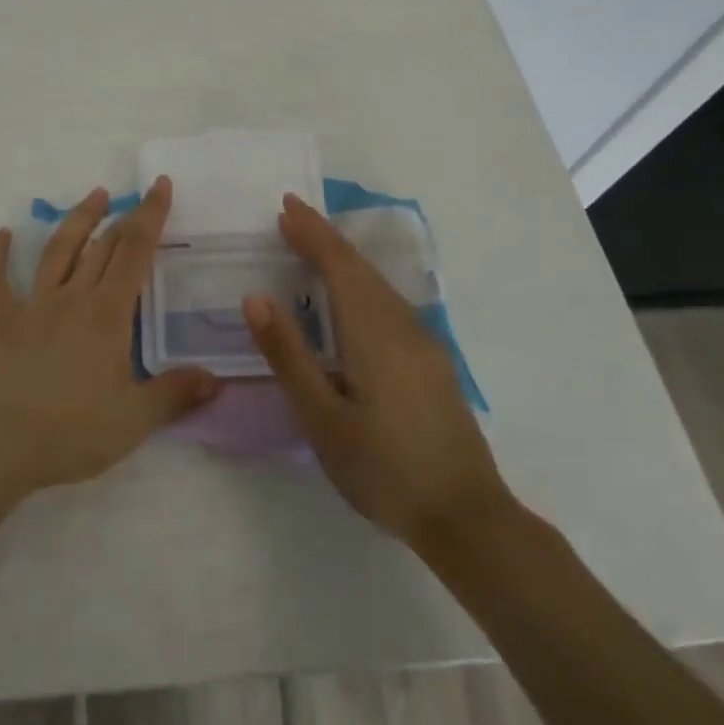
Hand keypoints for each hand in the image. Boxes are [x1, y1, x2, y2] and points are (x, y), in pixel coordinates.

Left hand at [0, 177, 221, 500]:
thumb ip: (176, 394)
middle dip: (124, 217)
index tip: (161, 185)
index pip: (136, 251)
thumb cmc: (72, 432)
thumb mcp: (135, 420)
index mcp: (108, 314)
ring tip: (94, 196)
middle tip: (138, 199)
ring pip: (57, 250)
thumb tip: (216, 378)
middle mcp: (72, 297)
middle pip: (102, 245)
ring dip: (77, 220)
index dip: (151, 215)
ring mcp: (32, 305)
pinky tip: (2, 235)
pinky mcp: (0, 322)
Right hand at [242, 194, 512, 549]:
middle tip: (291, 217)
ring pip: (378, 284)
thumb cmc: (384, 469)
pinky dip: (361, 283)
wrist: (468, 519)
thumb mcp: (322, 418)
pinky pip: (389, 303)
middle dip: (325, 238)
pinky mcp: (432, 362)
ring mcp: (423, 343)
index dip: (312, 233)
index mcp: (373, 332)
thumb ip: (288, 355)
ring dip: (344, 260)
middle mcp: (402, 325)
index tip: (286, 206)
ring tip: (312, 247)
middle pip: (360, 268)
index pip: (339, 265)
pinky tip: (351, 298)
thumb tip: (255, 298)